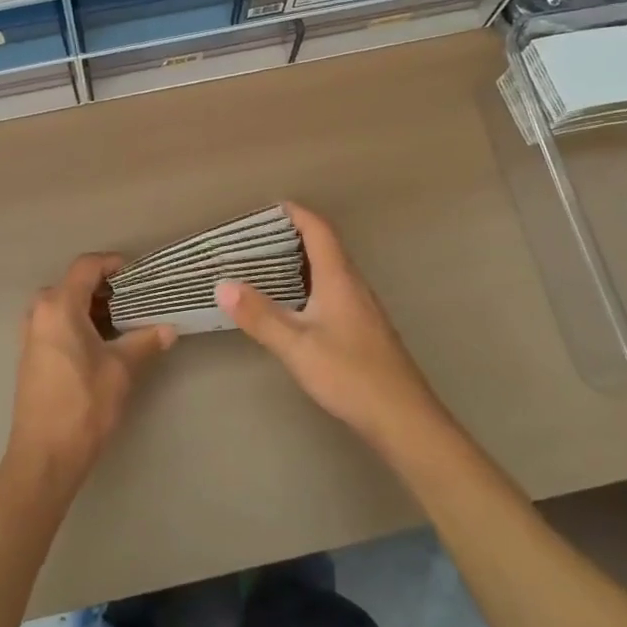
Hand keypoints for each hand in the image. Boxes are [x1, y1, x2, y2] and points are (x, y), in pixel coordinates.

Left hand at [7, 253, 176, 488]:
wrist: (44, 456)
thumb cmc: (83, 405)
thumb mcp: (121, 370)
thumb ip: (145, 342)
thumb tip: (170, 329)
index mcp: (59, 306)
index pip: (86, 266)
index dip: (112, 263)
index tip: (137, 273)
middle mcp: (39, 312)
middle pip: (74, 283)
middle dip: (105, 288)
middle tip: (135, 299)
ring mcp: (31, 334)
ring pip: (64, 304)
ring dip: (92, 307)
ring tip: (124, 321)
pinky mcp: (31, 354)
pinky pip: (56, 323)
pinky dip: (78, 322)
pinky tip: (101, 343)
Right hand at [218, 203, 446, 450]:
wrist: (404, 420)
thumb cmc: (350, 375)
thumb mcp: (297, 346)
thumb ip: (260, 316)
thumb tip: (223, 284)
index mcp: (339, 279)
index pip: (319, 230)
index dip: (296, 213)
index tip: (269, 207)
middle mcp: (354, 285)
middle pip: (325, 246)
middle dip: (293, 234)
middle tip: (257, 237)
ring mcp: (362, 307)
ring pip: (330, 269)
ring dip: (301, 260)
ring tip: (267, 264)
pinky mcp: (364, 328)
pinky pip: (334, 290)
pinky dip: (310, 283)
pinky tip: (293, 304)